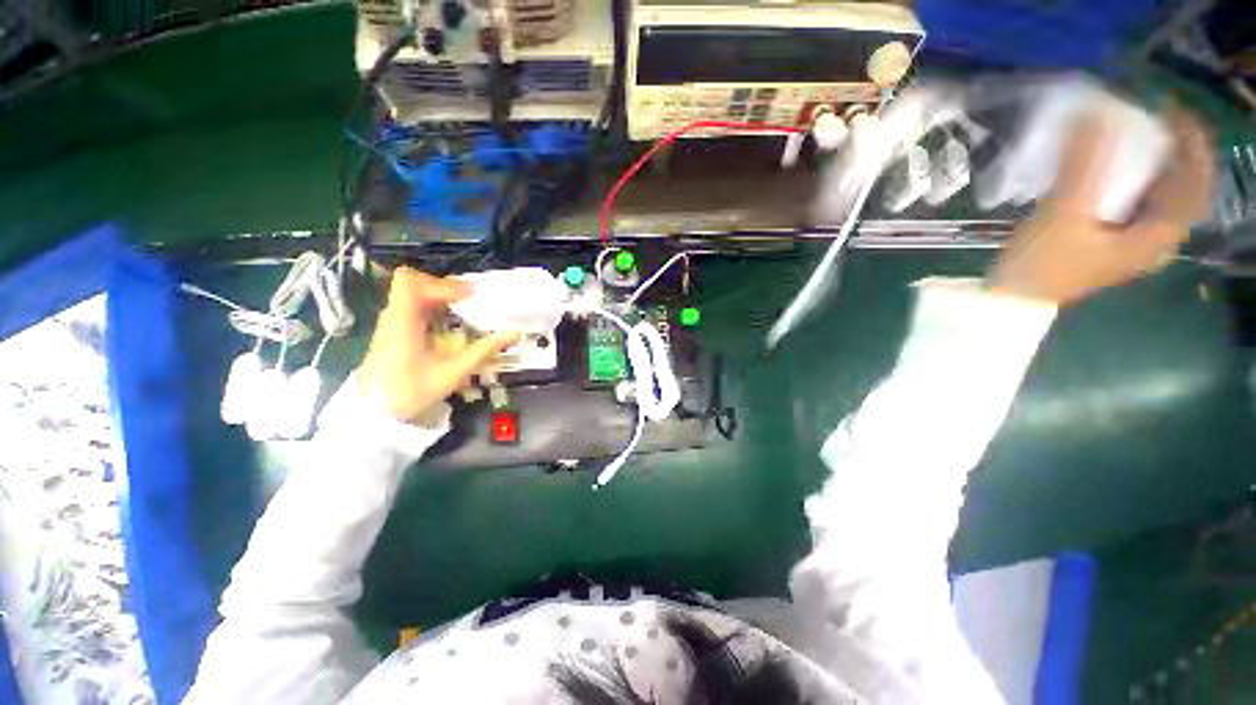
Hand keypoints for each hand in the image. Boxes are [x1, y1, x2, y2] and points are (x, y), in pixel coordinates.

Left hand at [359, 267, 518, 424]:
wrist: (377, 415)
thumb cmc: (411, 394)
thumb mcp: (452, 373)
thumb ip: (482, 351)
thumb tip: (513, 334)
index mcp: (401, 323)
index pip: (411, 283)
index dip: (442, 283)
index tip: (471, 296)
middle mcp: (393, 317)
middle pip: (414, 283)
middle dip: (446, 288)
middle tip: (473, 300)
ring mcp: (391, 323)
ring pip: (413, 294)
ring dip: (441, 297)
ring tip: (467, 310)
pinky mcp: (394, 331)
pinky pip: (414, 307)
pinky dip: (435, 308)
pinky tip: (451, 324)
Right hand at [987, 107, 1214, 304]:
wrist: (1014, 300)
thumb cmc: (1041, 265)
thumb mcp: (1061, 216)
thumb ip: (1081, 167)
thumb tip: (1095, 113)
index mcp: (1158, 237)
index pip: (1195, 183)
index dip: (1191, 143)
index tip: (1169, 109)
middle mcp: (1155, 239)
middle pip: (1182, 186)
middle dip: (1175, 149)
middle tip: (1154, 117)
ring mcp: (1133, 240)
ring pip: (1160, 193)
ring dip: (1155, 162)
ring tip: (1138, 134)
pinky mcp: (1111, 239)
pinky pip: (1138, 200)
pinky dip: (1135, 178)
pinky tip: (1118, 165)